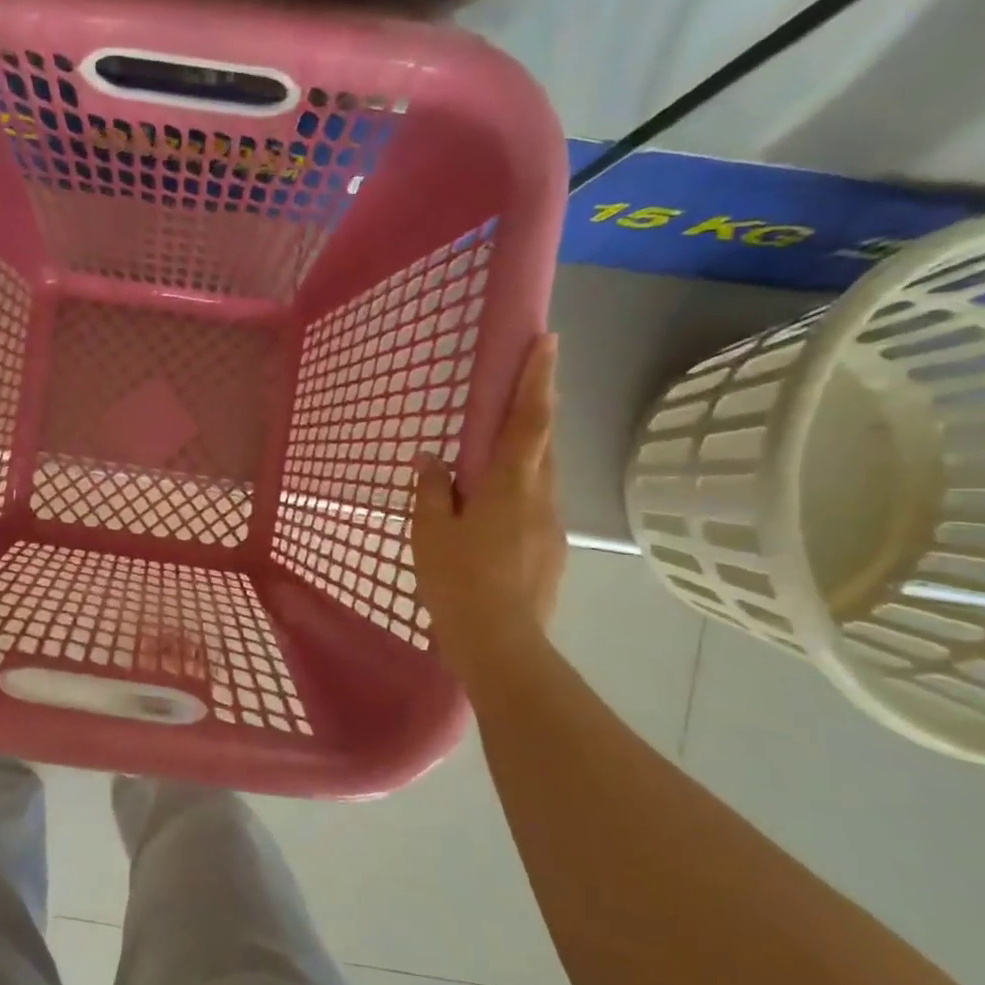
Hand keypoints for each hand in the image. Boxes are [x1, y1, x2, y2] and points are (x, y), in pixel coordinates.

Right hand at [411, 334, 564, 676]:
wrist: (500, 644)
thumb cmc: (458, 580)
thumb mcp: (430, 531)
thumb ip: (432, 489)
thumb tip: (431, 458)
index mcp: (509, 484)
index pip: (528, 420)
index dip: (537, 379)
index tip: (548, 341)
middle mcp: (540, 496)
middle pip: (543, 442)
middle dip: (536, 409)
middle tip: (523, 388)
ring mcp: (552, 525)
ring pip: (542, 476)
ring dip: (526, 455)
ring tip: (497, 460)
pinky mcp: (553, 552)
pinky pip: (537, 507)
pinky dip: (520, 495)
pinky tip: (495, 518)